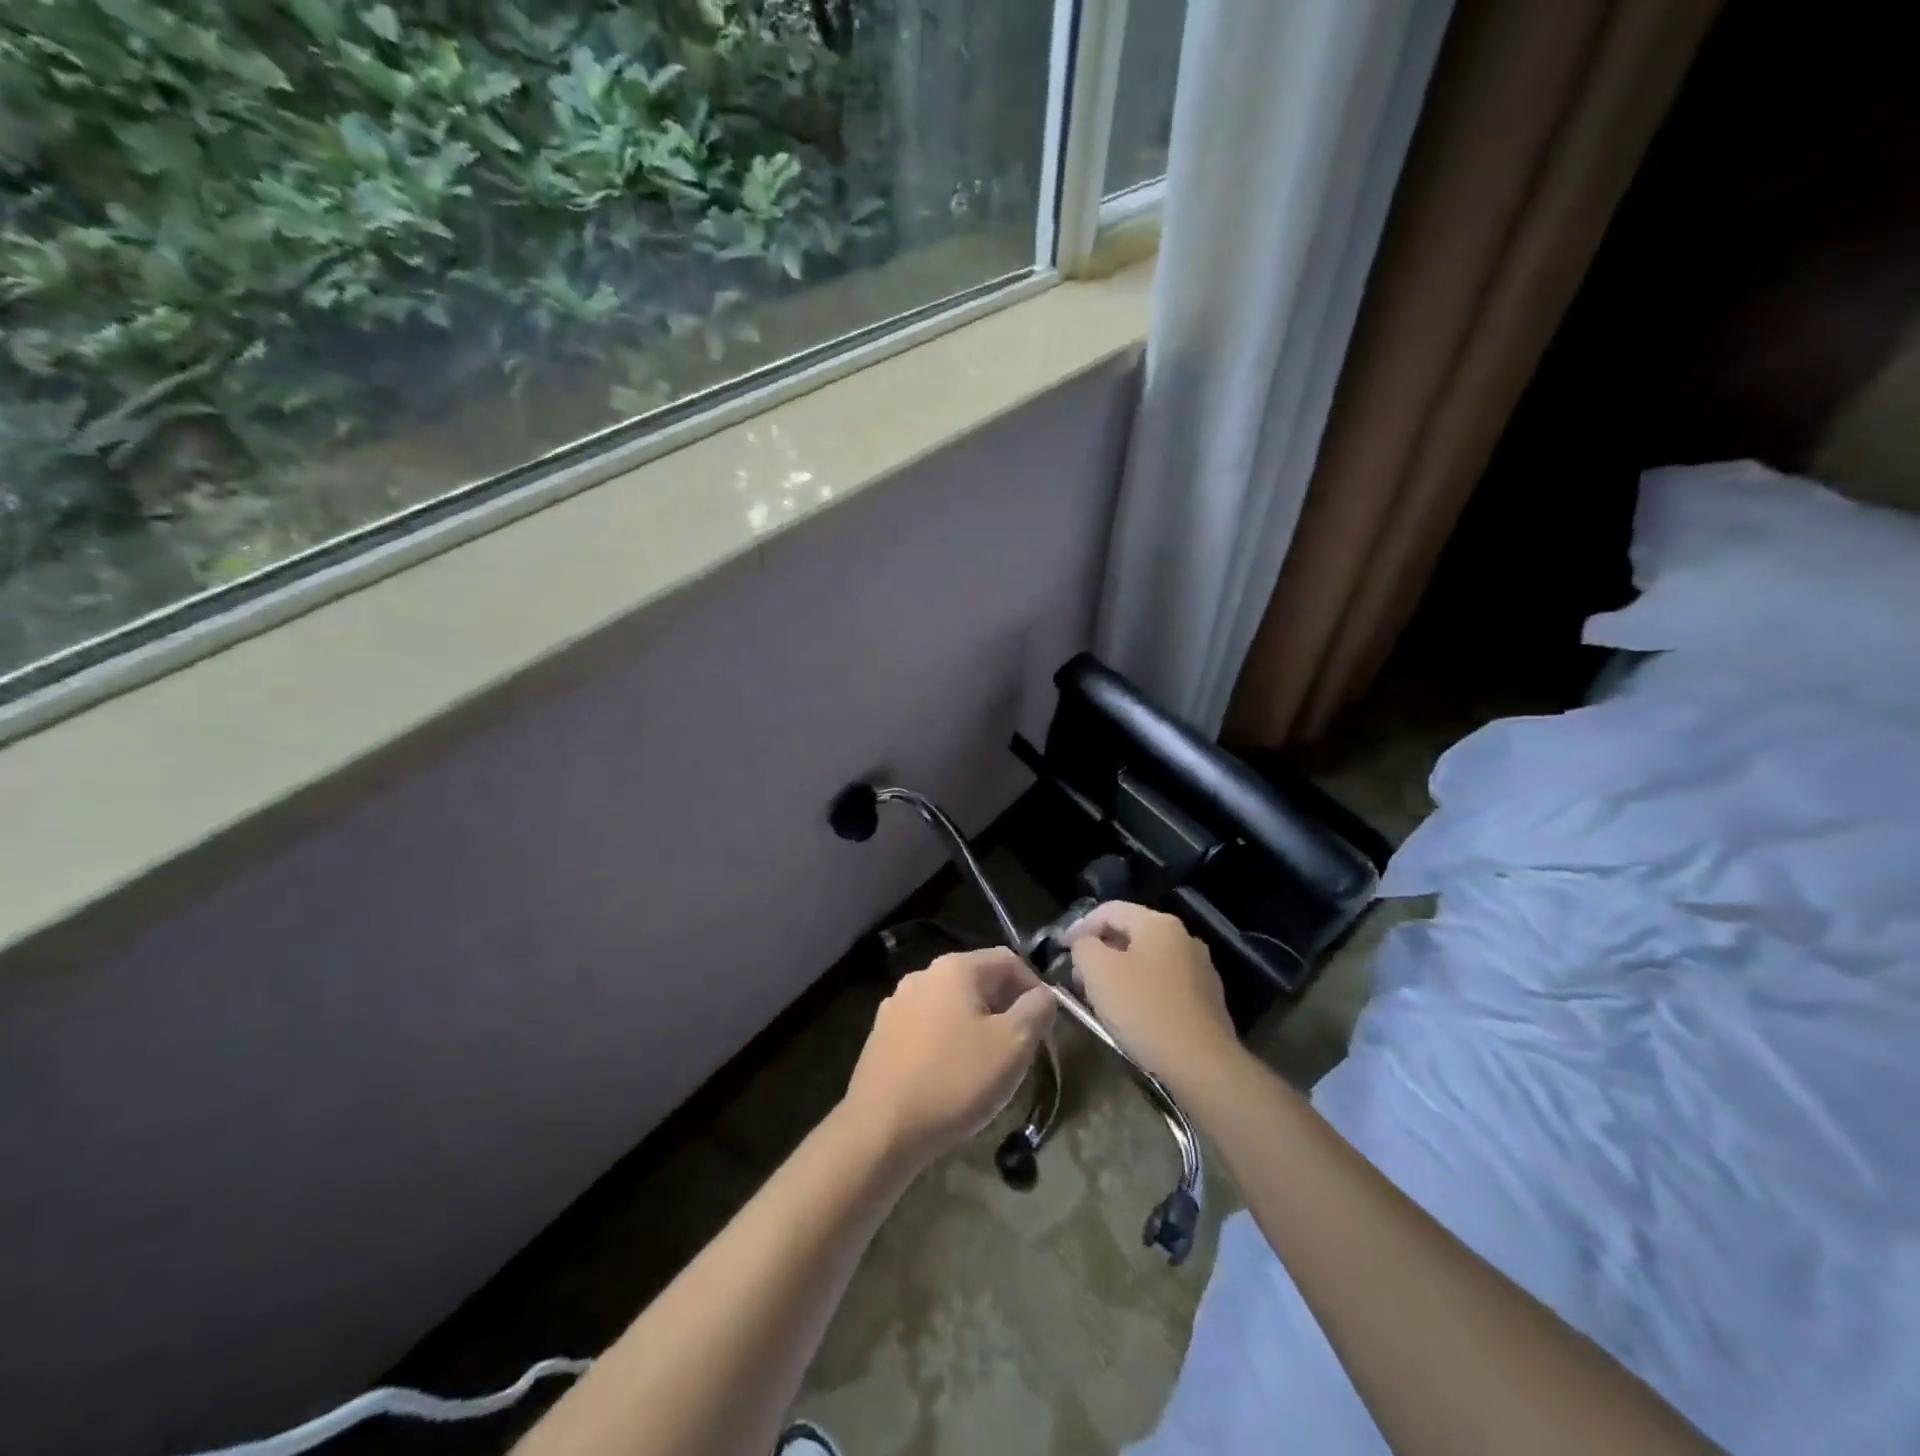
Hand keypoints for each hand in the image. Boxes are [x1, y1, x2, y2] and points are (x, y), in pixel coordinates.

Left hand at [842, 948, 1055, 1167]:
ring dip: (976, 1025)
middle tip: (1021, 1048)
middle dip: (1005, 1008)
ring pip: (952, 1005)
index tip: (1045, 1025)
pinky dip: (948, 1041)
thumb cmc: (955, 1080)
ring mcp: (897, 1004)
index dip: (1034, 987)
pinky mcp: (883, 1034)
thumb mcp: (1013, 1045)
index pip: (1008, 960)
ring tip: (988, 1064)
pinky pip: (928, 1027)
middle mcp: (923, 975)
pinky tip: (951, 1075)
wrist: (881, 1128)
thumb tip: (1043, 994)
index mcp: (955, 968)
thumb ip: (1037, 1010)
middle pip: (978, 980)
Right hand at [1065, 901, 1237, 1093]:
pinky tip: (1132, 1014)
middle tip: (1078, 975)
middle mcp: (1184, 937)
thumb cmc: (1144, 1010)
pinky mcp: (1208, 998)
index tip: (1060, 949)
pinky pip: (1165, 983)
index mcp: (1158, 923)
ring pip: (1148, 959)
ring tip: (1101, 996)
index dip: (1079, 926)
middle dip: (1100, 950)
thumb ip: (1084, 946)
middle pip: (1130, 933)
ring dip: (1120, 971)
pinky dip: (1143, 989)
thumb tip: (1085, 944)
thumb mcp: (1098, 972)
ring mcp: (1200, 968)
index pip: (1109, 910)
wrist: (1202, 1065)